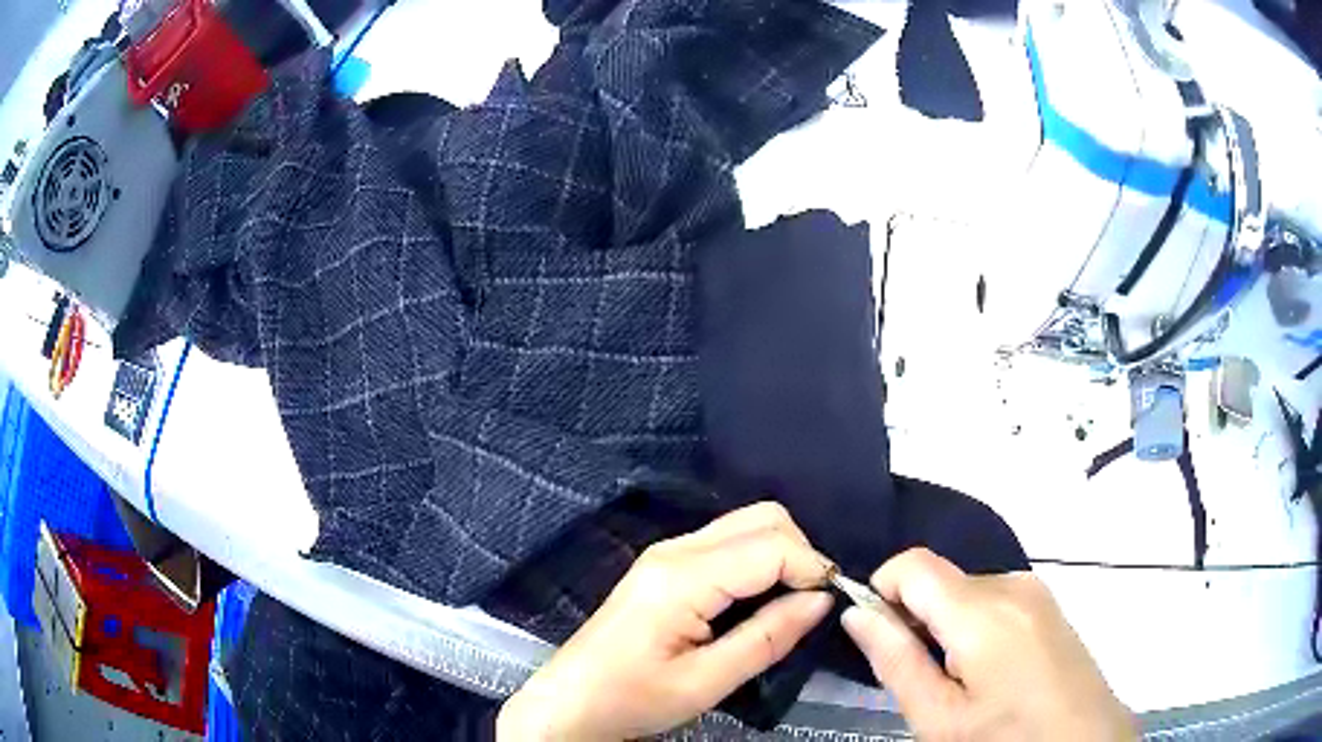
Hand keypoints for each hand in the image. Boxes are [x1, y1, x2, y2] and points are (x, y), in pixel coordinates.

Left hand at [497, 502, 835, 740]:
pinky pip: (726, 543)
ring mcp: (666, 553)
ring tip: (791, 602)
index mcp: (682, 577)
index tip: (832, 600)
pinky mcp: (664, 565)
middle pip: (761, 518)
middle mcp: (675, 549)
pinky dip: (757, 560)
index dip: (813, 566)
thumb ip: (768, 638)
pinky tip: (759, 598)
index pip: (771, 545)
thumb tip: (821, 599)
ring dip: (780, 554)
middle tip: (812, 601)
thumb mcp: (706, 682)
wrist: (570, 703)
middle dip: (800, 551)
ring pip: (745, 525)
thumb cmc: (632, 699)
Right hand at [842, 549, 1136, 741]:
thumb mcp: (939, 717)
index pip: (912, 564)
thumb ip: (896, 661)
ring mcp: (1035, 590)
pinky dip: (974, 624)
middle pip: (940, 580)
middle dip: (915, 617)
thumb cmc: (1006, 737)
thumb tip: (856, 612)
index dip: (882, 591)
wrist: (1083, 740)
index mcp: (983, 611)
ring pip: (965, 590)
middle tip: (921, 676)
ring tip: (957, 679)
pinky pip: (994, 598)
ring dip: (946, 625)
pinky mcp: (1048, 602)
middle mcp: (1012, 584)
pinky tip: (988, 670)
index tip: (878, 637)